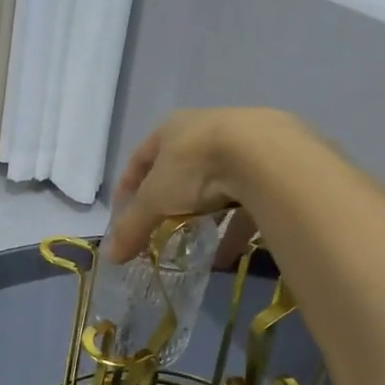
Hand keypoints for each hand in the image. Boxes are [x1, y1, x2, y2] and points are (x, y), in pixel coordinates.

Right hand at [109, 108, 298, 262]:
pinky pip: (249, 197)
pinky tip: (231, 251)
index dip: (128, 186)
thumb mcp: (155, 200)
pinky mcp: (274, 162)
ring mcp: (244, 142)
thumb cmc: (196, 167)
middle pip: (180, 167)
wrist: (266, 154)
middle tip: (162, 226)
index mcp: (172, 128)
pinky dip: (236, 225)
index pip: (140, 157)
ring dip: (205, 212)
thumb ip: (133, 227)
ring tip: (198, 241)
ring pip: (218, 181)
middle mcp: (207, 127)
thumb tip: (110, 256)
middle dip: (170, 198)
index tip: (122, 212)